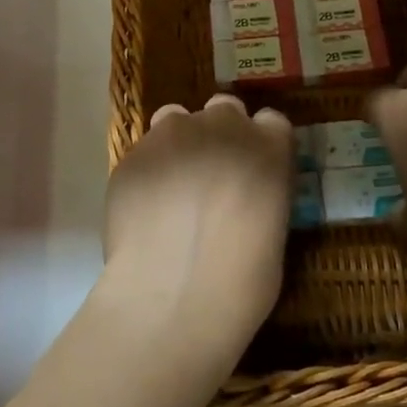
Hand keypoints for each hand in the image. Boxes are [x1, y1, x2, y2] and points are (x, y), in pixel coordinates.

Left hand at [96, 94, 294, 373]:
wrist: (174, 296)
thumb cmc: (242, 281)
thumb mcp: (274, 233)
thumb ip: (261, 195)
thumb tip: (245, 197)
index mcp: (269, 146)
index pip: (271, 121)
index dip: (261, 142)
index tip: (254, 167)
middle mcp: (222, 127)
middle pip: (224, 110)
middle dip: (220, 134)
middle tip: (213, 176)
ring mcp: (172, 134)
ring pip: (176, 119)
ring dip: (181, 142)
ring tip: (174, 186)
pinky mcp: (132, 154)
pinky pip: (144, 151)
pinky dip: (149, 169)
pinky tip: (145, 207)